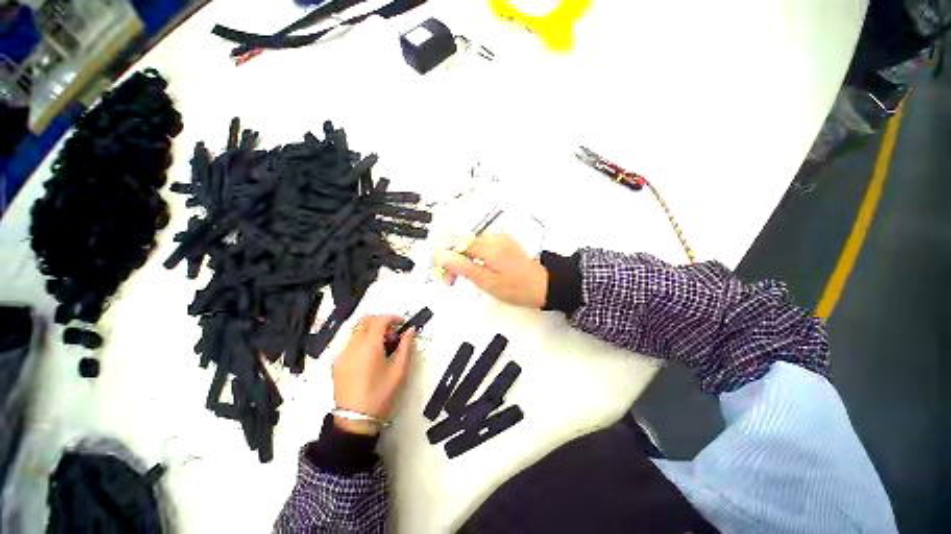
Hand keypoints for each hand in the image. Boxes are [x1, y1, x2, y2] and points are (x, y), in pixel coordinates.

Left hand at [332, 315, 414, 435]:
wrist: (355, 420)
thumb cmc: (381, 394)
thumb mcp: (399, 370)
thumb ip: (406, 346)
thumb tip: (410, 331)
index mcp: (369, 346)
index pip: (380, 320)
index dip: (393, 317)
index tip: (402, 323)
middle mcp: (353, 346)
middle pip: (365, 320)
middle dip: (381, 322)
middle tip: (392, 335)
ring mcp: (342, 354)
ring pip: (356, 331)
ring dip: (371, 331)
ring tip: (382, 347)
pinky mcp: (336, 364)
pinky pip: (350, 343)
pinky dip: (361, 342)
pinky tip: (370, 358)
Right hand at [436, 233, 547, 308]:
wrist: (543, 286)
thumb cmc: (518, 288)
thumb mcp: (487, 282)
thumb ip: (464, 267)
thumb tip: (442, 256)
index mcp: (489, 246)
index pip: (456, 242)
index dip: (444, 257)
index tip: (442, 273)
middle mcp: (494, 238)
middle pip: (462, 242)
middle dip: (452, 260)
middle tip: (450, 280)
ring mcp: (500, 239)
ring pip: (470, 245)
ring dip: (462, 259)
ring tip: (463, 277)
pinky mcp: (503, 244)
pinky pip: (481, 247)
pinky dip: (473, 258)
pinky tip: (476, 270)